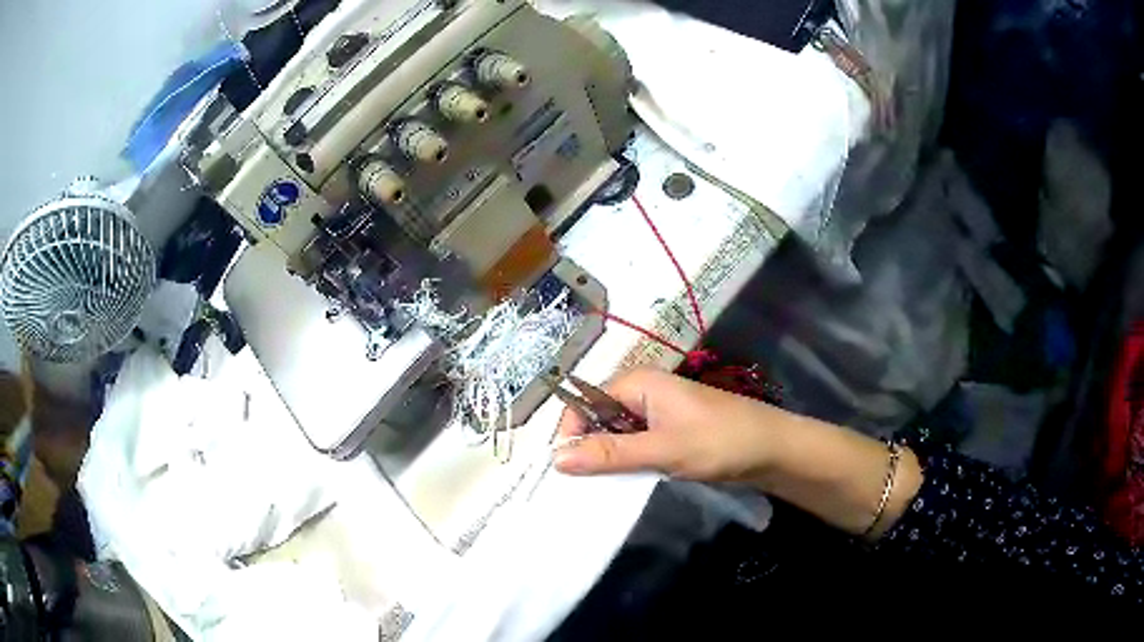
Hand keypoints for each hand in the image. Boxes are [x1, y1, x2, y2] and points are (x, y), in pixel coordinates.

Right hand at [553, 368, 925, 537]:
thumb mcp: (662, 450)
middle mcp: (643, 394)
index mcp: (637, 384)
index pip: (585, 402)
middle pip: (598, 418)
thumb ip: (610, 453)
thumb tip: (555, 458)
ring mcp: (657, 415)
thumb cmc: (720, 441)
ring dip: (608, 458)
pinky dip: (627, 463)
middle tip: (581, 484)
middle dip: (588, 447)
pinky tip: (626, 483)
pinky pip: (636, 446)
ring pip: (617, 435)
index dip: (571, 431)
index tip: (565, 469)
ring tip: (600, 487)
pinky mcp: (669, 433)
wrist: (772, 449)